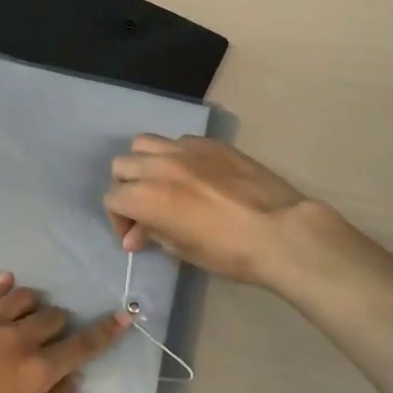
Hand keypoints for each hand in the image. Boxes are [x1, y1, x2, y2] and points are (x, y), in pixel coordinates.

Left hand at [0, 274, 129, 392]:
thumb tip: (74, 378)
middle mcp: (18, 339)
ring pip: (26, 297)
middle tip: (46, 345)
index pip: (83, 344)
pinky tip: (7, 287)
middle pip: (54, 317)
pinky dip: (4, 289)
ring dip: (34, 308)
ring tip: (24, 322)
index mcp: (38, 370)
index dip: (106, 331)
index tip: (123, 316)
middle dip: (59, 328)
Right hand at [105, 136, 326, 287]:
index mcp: (146, 195)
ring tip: (163, 183)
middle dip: (127, 188)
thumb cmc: (228, 251)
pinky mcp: (211, 143)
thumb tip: (135, 236)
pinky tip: (194, 175)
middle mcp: (159, 165)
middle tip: (145, 209)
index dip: (119, 220)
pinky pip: (179, 142)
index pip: (113, 198)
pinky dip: (175, 157)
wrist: (280, 231)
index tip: (135, 236)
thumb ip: (152, 234)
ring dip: (145, 164)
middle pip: (122, 165)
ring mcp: (185, 149)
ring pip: (145, 144)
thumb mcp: (182, 250)